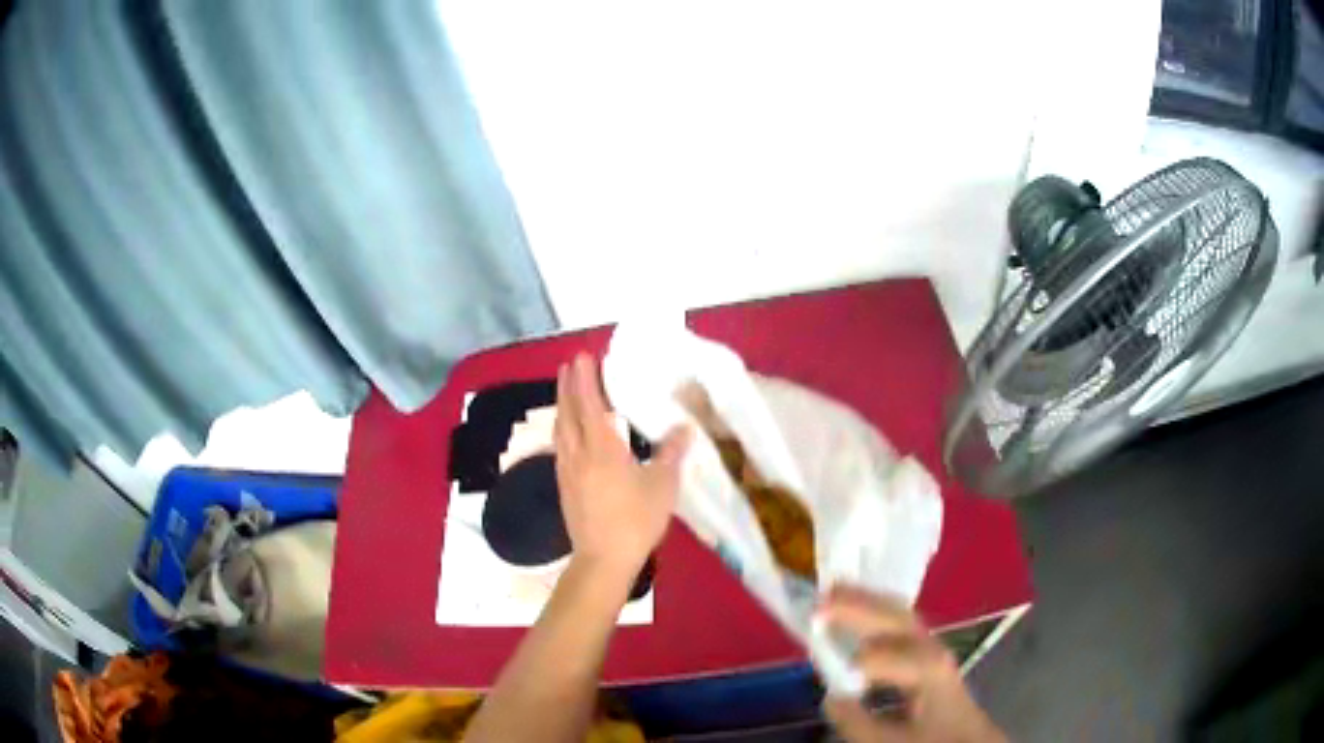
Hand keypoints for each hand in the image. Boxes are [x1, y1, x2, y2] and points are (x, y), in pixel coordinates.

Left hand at [555, 354, 691, 589]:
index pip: (590, 404)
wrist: (603, 559)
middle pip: (568, 413)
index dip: (585, 379)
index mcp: (601, 448)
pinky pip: (560, 448)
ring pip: (560, 431)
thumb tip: (685, 427)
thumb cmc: (636, 520)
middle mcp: (578, 454)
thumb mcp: (662, 485)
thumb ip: (672, 453)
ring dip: (563, 408)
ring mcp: (566, 471)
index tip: (581, 357)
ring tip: (567, 395)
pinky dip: (563, 430)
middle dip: (568, 387)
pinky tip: (569, 437)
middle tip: (569, 367)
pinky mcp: (564, 488)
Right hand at [817, 586, 1006, 742]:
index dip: (848, 662)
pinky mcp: (929, 653)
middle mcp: (932, 648)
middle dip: (859, 603)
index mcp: (926, 669)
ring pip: (899, 614)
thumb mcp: (893, 742)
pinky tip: (861, 613)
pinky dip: (877, 612)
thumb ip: (857, 723)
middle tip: (822, 595)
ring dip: (867, 601)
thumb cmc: (934, 739)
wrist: (970, 740)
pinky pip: (900, 624)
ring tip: (835, 591)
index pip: (879, 656)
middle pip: (894, 616)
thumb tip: (829, 697)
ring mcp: (933, 647)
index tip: (822, 670)